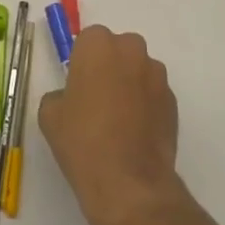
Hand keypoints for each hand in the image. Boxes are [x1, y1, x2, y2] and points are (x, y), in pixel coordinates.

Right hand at [39, 26, 190, 224]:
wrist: (129, 184)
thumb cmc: (83, 142)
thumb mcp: (50, 115)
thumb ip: (59, 94)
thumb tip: (71, 98)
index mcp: (98, 46)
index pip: (88, 40)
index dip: (82, 63)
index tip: (77, 87)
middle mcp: (131, 51)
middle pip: (117, 50)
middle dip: (109, 68)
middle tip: (96, 101)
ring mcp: (157, 76)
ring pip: (138, 71)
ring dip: (129, 86)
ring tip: (117, 122)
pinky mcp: (173, 102)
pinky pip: (153, 95)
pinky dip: (145, 106)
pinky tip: (134, 135)